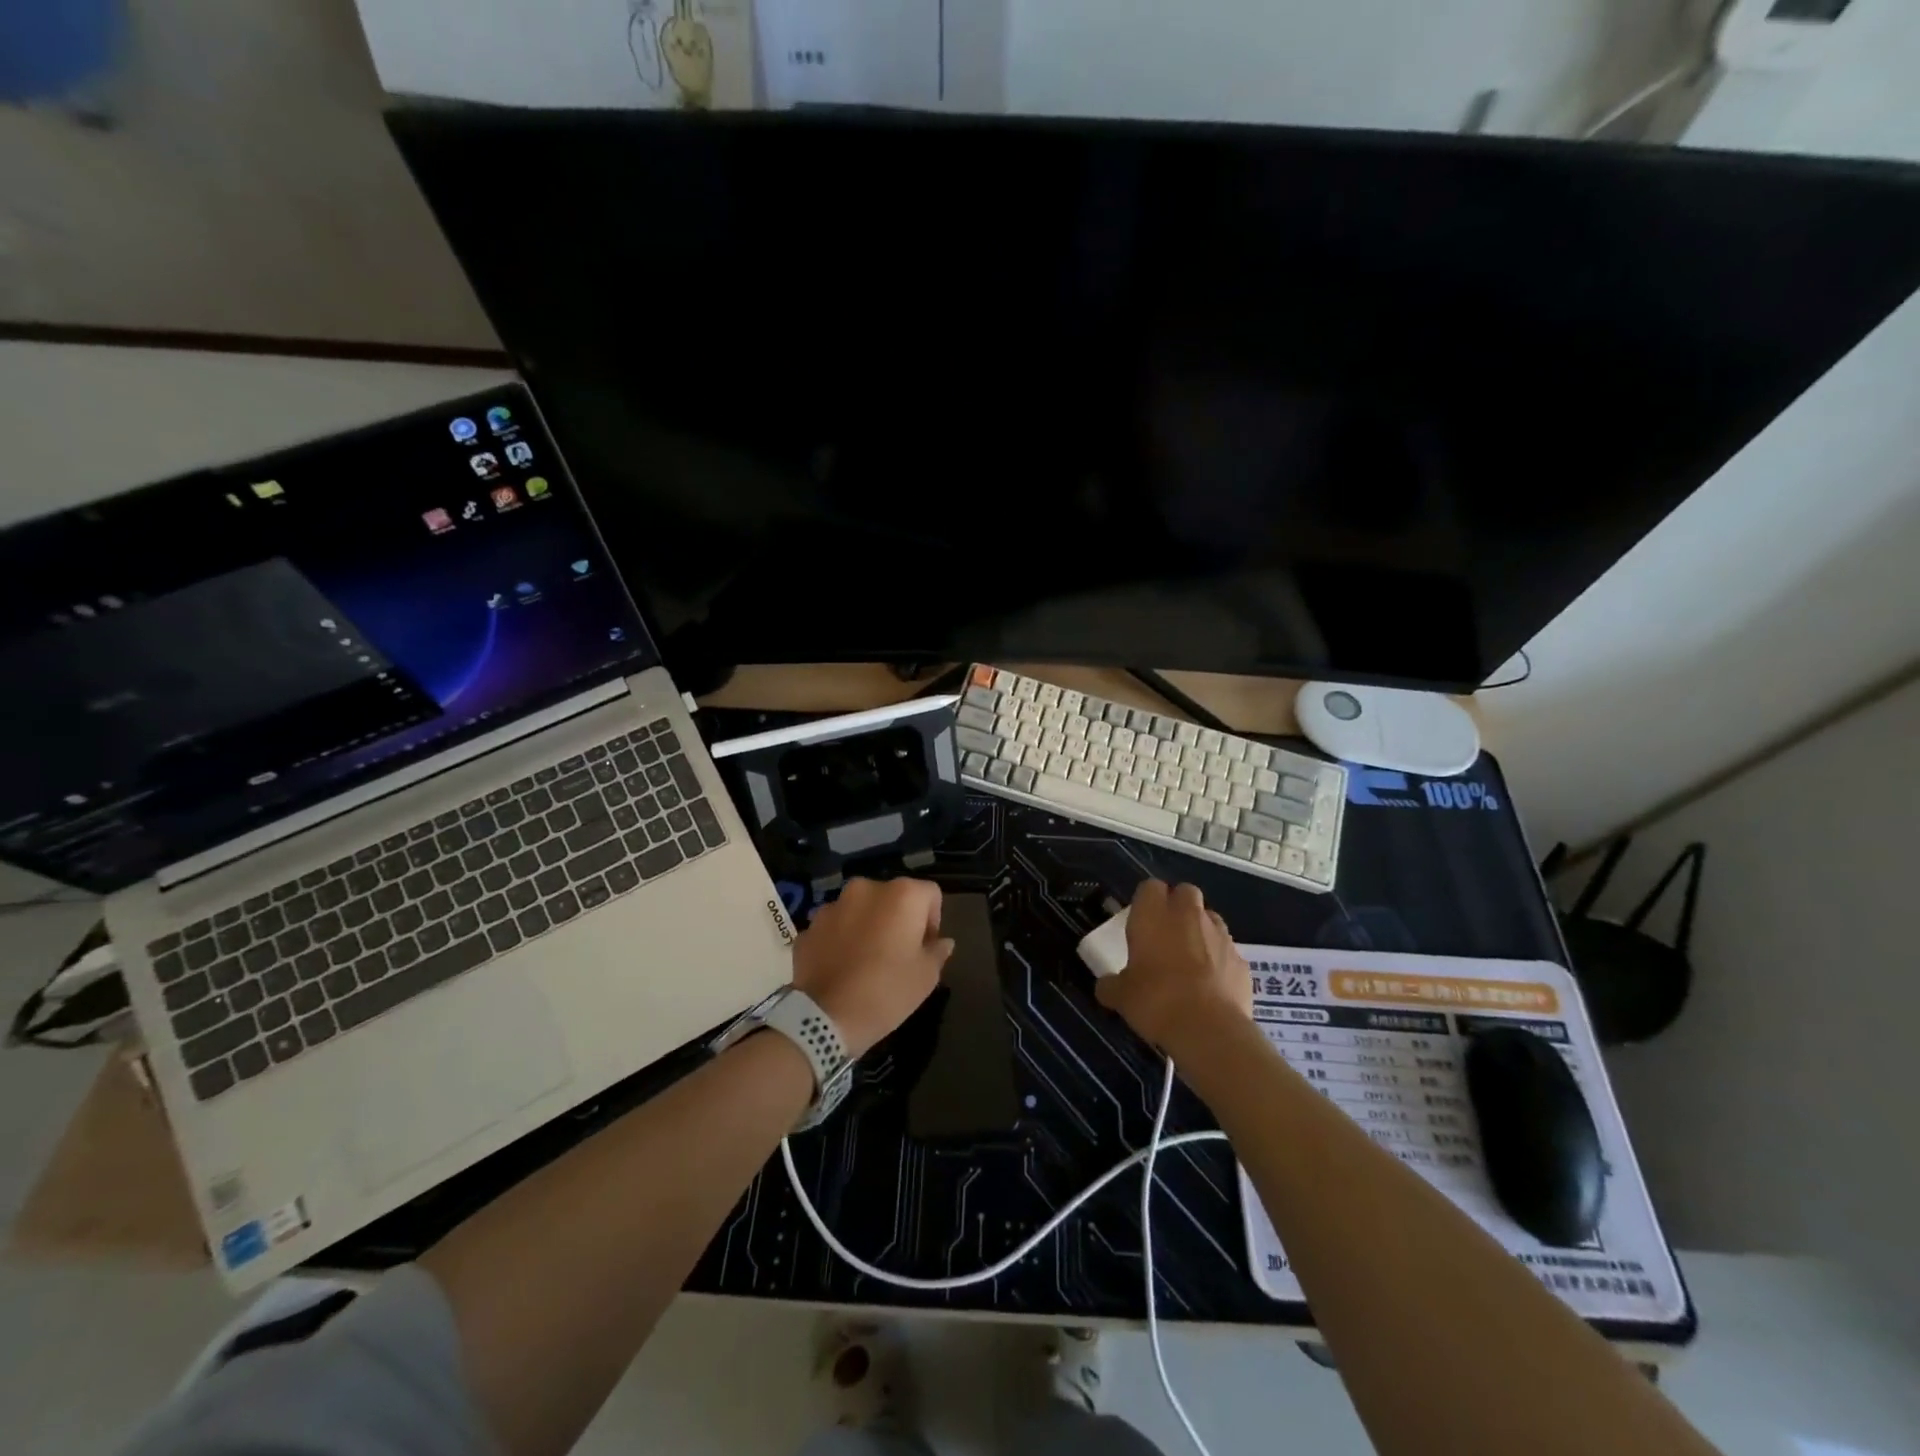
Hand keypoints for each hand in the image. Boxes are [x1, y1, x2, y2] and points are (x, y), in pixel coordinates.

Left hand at [790, 878, 952, 1057]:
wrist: (825, 1017)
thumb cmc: (887, 991)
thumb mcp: (926, 976)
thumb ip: (938, 951)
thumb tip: (942, 941)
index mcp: (901, 895)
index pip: (930, 894)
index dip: (933, 920)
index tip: (926, 948)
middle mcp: (866, 889)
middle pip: (892, 897)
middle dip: (897, 919)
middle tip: (897, 953)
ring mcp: (833, 905)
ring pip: (860, 910)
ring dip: (867, 926)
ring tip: (866, 960)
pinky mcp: (809, 926)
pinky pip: (834, 927)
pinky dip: (840, 939)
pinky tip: (841, 967)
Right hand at [1096, 880, 1252, 1055]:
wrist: (1209, 1029)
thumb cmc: (1155, 1001)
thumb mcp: (1121, 996)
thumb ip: (1111, 985)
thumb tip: (1105, 987)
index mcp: (1153, 914)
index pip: (1150, 887)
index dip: (1146, 900)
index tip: (1140, 920)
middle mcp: (1188, 915)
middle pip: (1186, 892)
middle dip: (1178, 905)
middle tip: (1166, 932)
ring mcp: (1220, 935)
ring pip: (1210, 918)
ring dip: (1201, 930)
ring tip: (1190, 958)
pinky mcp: (1241, 960)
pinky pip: (1227, 950)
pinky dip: (1220, 960)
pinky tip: (1211, 985)